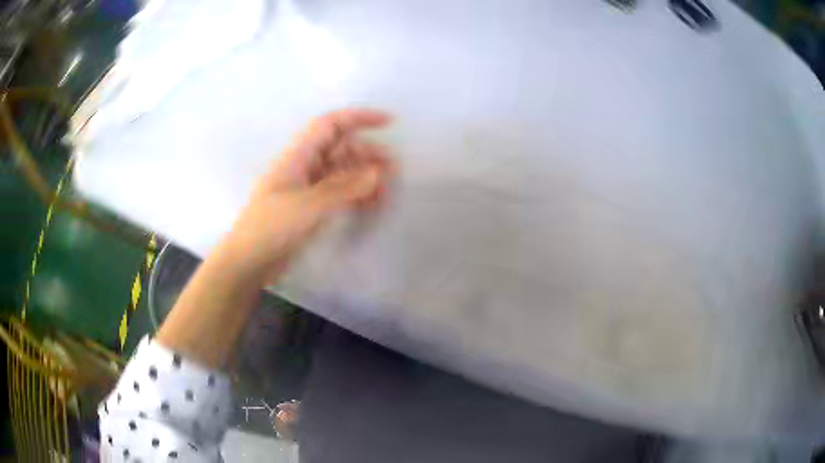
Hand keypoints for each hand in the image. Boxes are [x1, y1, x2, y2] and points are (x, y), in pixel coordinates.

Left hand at [223, 108, 394, 282]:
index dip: (359, 118)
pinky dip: (356, 195)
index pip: (330, 124)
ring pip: (342, 172)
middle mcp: (305, 166)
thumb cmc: (270, 228)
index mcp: (298, 156)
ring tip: (386, 192)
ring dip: (365, 177)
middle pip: (341, 148)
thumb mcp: (307, 206)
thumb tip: (377, 173)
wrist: (248, 262)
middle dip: (368, 154)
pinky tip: (371, 205)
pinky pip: (339, 193)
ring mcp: (308, 188)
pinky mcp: (311, 208)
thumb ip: (343, 188)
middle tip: (393, 171)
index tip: (389, 122)